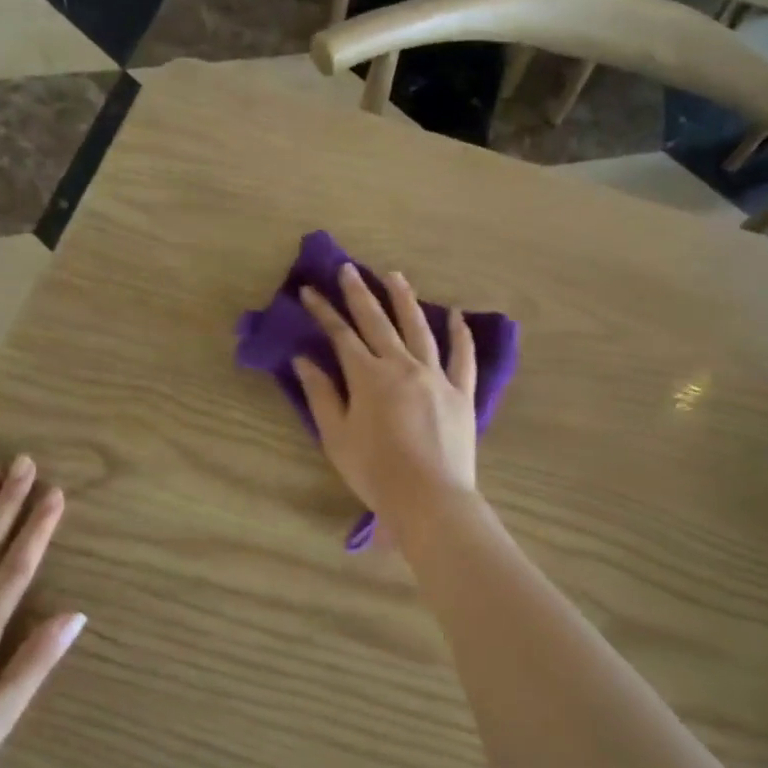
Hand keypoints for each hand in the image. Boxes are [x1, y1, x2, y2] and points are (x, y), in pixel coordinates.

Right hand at [293, 264, 478, 527]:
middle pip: (378, 321)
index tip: (309, 290)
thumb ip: (321, 394)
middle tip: (348, 269)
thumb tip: (304, 359)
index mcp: (369, 376)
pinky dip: (460, 333)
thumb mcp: (336, 436)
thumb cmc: (375, 471)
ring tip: (395, 275)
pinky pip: (463, 356)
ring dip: (405, 299)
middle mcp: (402, 365)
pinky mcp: (461, 392)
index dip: (323, 311)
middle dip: (360, 293)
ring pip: (419, 328)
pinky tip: (456, 315)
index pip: (341, 335)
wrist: (429, 498)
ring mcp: (436, 376)